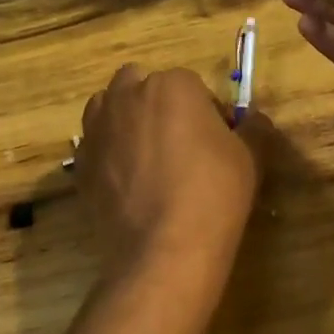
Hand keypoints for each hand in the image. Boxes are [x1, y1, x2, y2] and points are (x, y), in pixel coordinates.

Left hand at [78, 65, 272, 279]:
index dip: (205, 111)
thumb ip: (253, 128)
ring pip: (110, 108)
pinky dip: (108, 152)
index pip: (191, 85)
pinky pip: (95, 143)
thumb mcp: (250, 157)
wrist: (164, 249)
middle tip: (177, 142)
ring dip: (126, 120)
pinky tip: (127, 181)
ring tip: (147, 157)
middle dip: (157, 104)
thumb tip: (253, 121)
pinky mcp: (80, 161)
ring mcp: (98, 128)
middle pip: (141, 86)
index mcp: (172, 85)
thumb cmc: (214, 193)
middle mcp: (127, 96)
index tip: (215, 139)